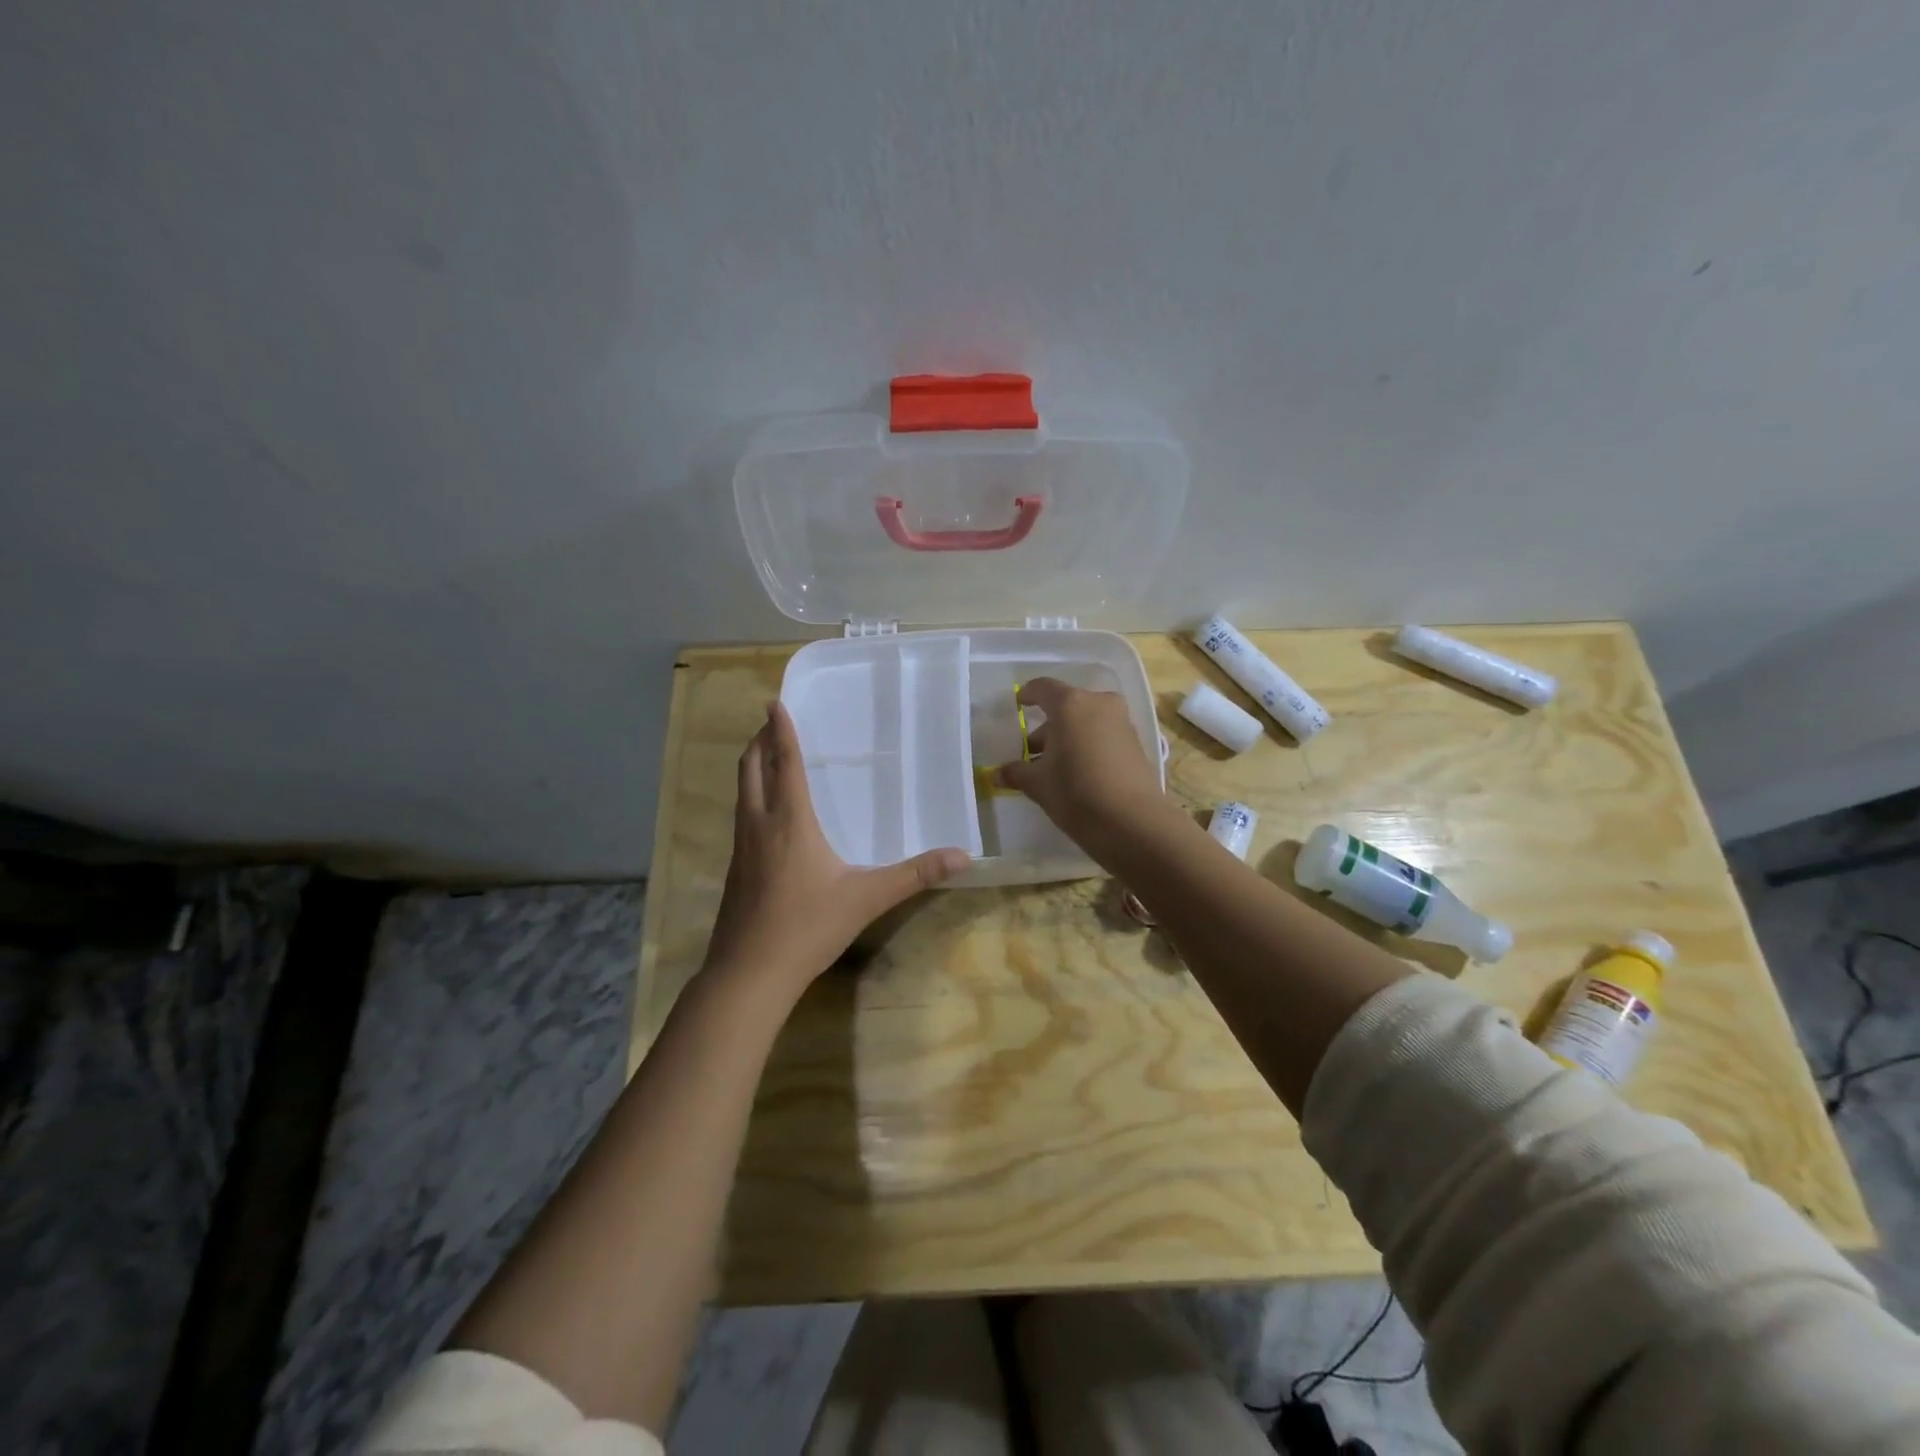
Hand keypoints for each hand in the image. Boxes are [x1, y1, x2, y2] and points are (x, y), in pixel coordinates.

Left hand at [702, 702, 970, 998]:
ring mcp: (741, 847)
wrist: (749, 973)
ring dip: (751, 767)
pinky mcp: (735, 869)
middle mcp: (760, 824)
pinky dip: (750, 796)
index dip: (780, 730)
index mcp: (790, 821)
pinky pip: (741, 816)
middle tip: (771, 722)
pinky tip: (766, 814)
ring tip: (766, 757)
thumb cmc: (808, 927)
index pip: (784, 763)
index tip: (774, 702)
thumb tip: (963, 856)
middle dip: (759, 741)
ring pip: (741, 792)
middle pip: (751, 769)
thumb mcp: (868, 898)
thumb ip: (915, 875)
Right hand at [994, 678, 1170, 845]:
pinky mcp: (1136, 742)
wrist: (1133, 823)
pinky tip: (1079, 772)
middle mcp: (1098, 703)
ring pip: (1087, 721)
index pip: (1042, 688)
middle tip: (1032, 752)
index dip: (1027, 695)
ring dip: (1069, 737)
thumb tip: (996, 774)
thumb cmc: (1076, 793)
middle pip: (1066, 706)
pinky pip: (1104, 734)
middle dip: (1048, 726)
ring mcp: (1121, 722)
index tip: (1018, 705)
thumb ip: (1016, 772)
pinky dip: (1088, 745)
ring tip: (1054, 766)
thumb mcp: (1038, 784)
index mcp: (1070, 704)